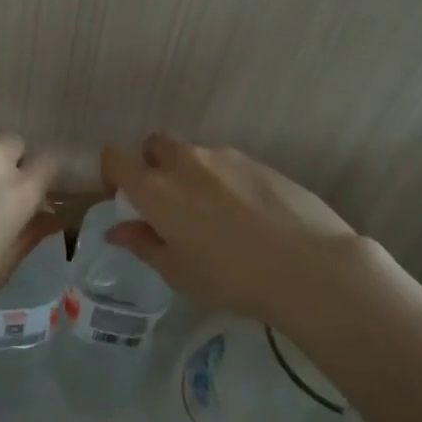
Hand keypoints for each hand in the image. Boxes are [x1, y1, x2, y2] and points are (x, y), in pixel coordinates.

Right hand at [100, 134, 374, 323]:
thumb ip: (143, 243)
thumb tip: (118, 229)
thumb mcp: (177, 271)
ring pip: (193, 154)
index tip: (126, 200)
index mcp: (155, 187)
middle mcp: (184, 161)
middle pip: (154, 145)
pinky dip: (223, 180)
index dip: (113, 175)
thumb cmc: (230, 276)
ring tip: (213, 214)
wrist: (308, 265)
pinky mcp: (257, 160)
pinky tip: (246, 214)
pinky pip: (225, 163)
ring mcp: (224, 156)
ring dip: (190, 174)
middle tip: (168, 205)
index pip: (114, 158)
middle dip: (153, 166)